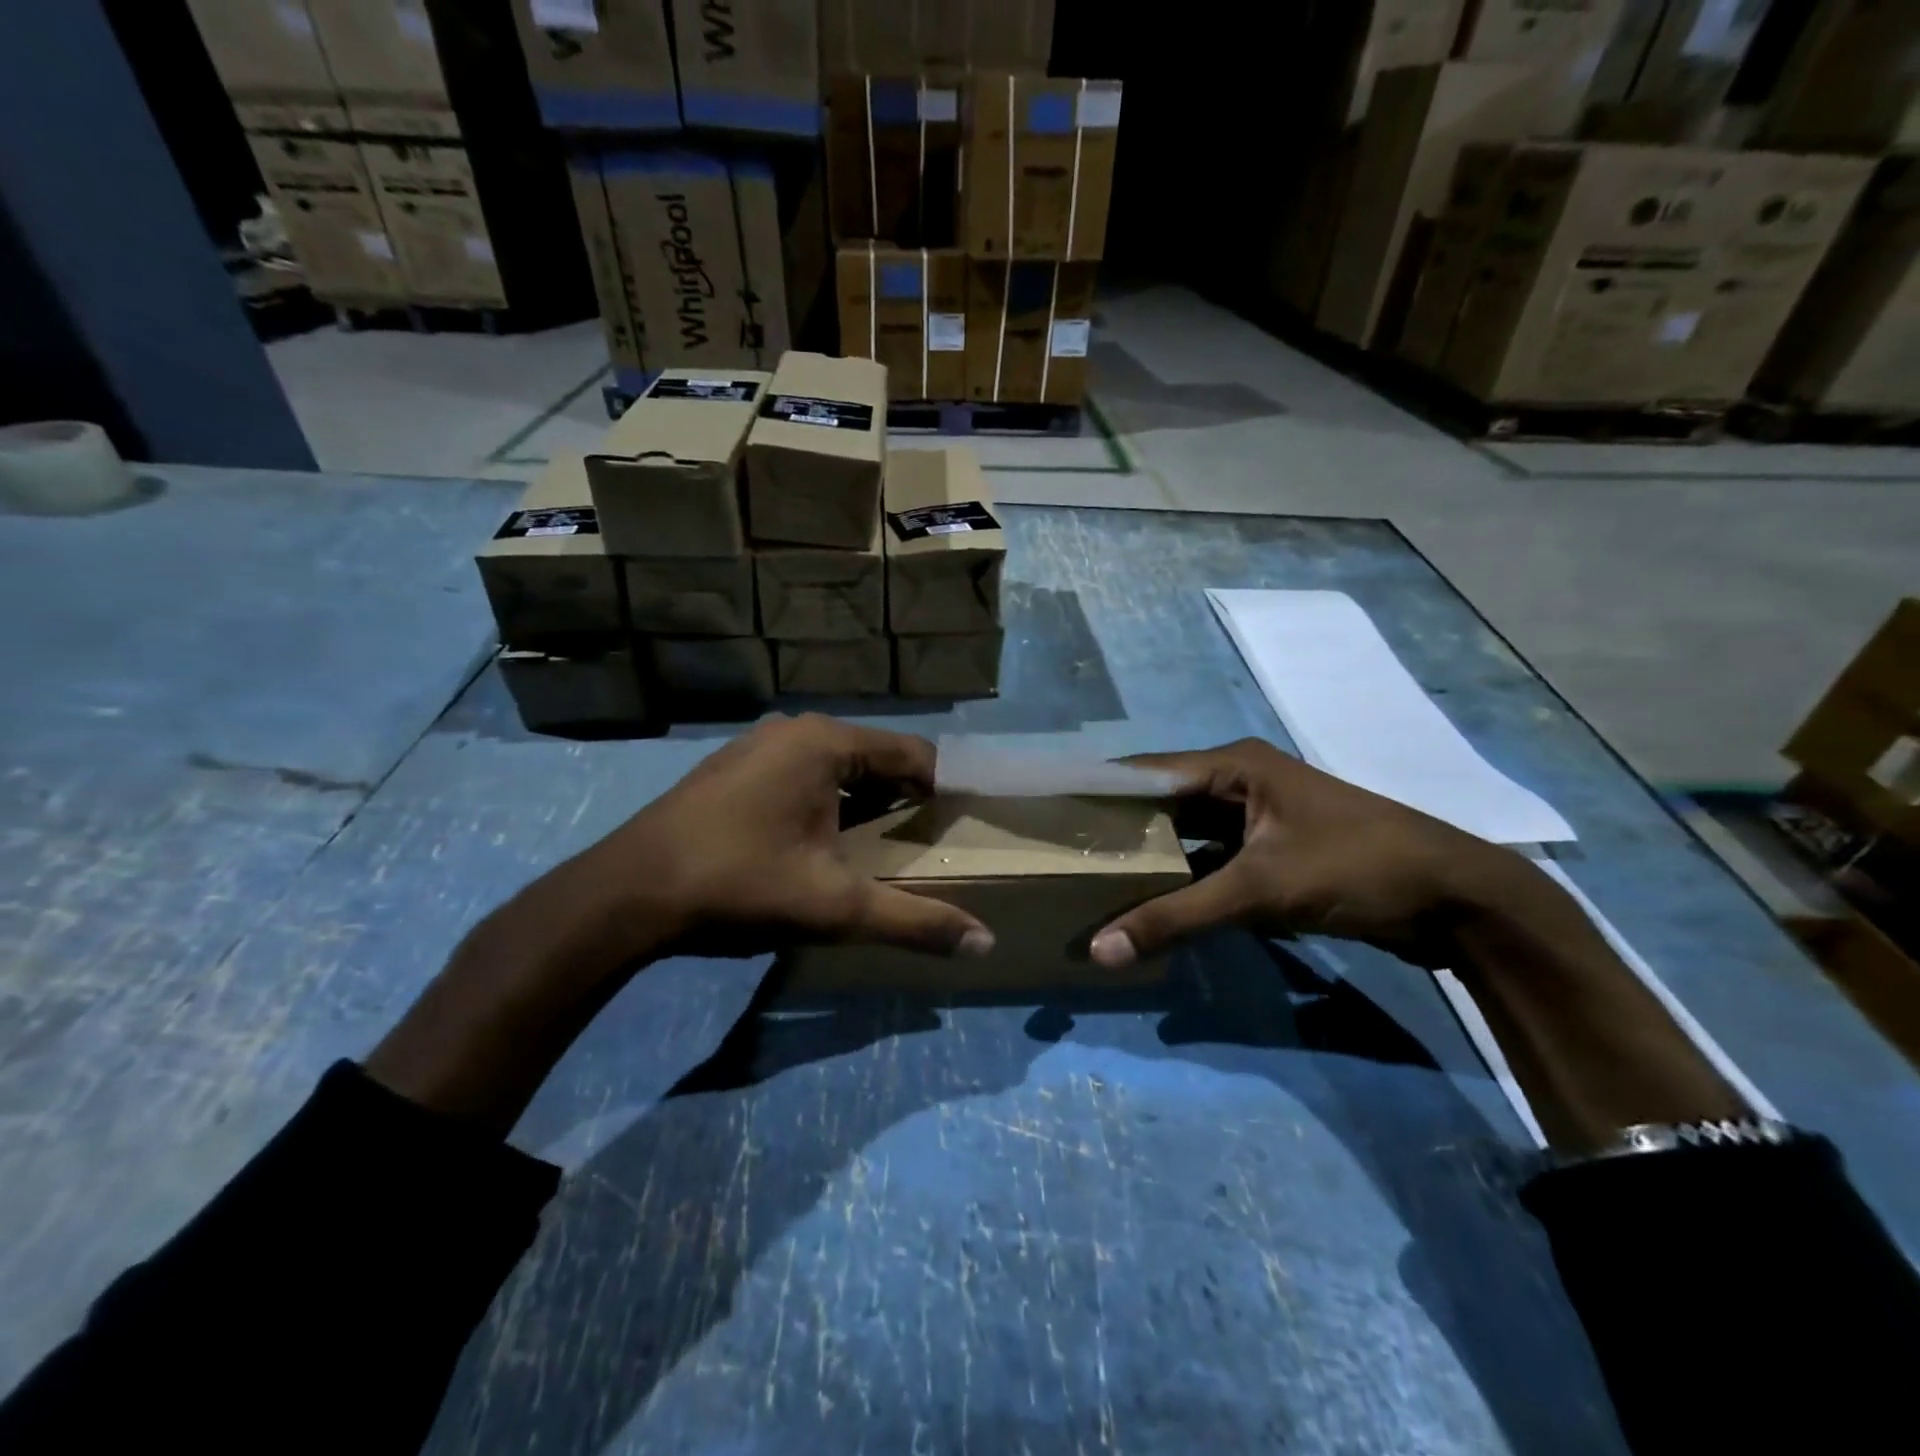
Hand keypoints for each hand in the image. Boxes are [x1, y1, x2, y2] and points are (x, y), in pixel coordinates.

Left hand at [574, 713, 994, 960]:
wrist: (627, 894)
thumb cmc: (740, 885)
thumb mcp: (835, 907)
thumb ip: (914, 922)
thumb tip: (985, 943)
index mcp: (826, 743)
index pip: (911, 755)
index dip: (940, 790)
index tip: (957, 827)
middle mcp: (794, 729)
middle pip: (873, 757)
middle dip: (901, 797)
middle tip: (920, 843)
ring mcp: (756, 744)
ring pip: (834, 765)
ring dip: (862, 800)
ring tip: (877, 844)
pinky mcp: (732, 766)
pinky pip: (799, 773)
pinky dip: (823, 799)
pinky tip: (818, 840)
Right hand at [1089, 737, 1541, 968]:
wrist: (1456, 899)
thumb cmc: (1354, 868)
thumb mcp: (1258, 889)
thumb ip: (1176, 917)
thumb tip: (1099, 950)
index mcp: (1233, 764)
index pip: (1144, 771)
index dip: (1096, 792)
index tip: (1047, 817)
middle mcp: (1239, 781)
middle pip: (1161, 802)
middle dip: (1117, 829)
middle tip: (1061, 856)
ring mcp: (1257, 818)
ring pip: (1185, 834)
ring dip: (1149, 858)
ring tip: (1091, 880)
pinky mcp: (1272, 852)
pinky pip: (1210, 860)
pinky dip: (1182, 880)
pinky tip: (1149, 903)